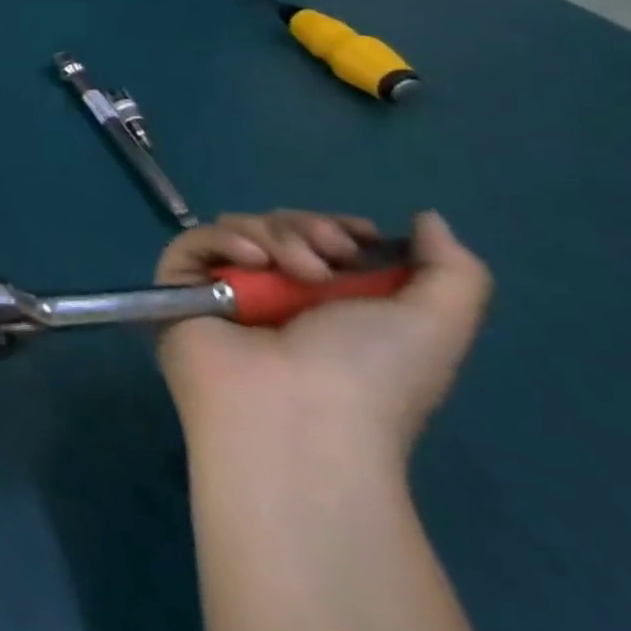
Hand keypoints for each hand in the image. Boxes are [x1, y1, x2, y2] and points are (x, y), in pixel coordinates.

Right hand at [156, 210, 491, 465]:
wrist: (298, 413)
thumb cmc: (370, 375)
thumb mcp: (437, 326)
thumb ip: (453, 270)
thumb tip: (426, 218)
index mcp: (329, 303)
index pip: (319, 240)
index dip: (338, 227)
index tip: (356, 239)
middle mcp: (275, 292)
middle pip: (278, 226)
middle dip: (306, 228)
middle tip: (327, 260)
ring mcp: (224, 288)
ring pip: (237, 227)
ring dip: (273, 235)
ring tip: (296, 272)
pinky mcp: (178, 285)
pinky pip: (194, 241)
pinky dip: (225, 240)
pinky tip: (252, 262)